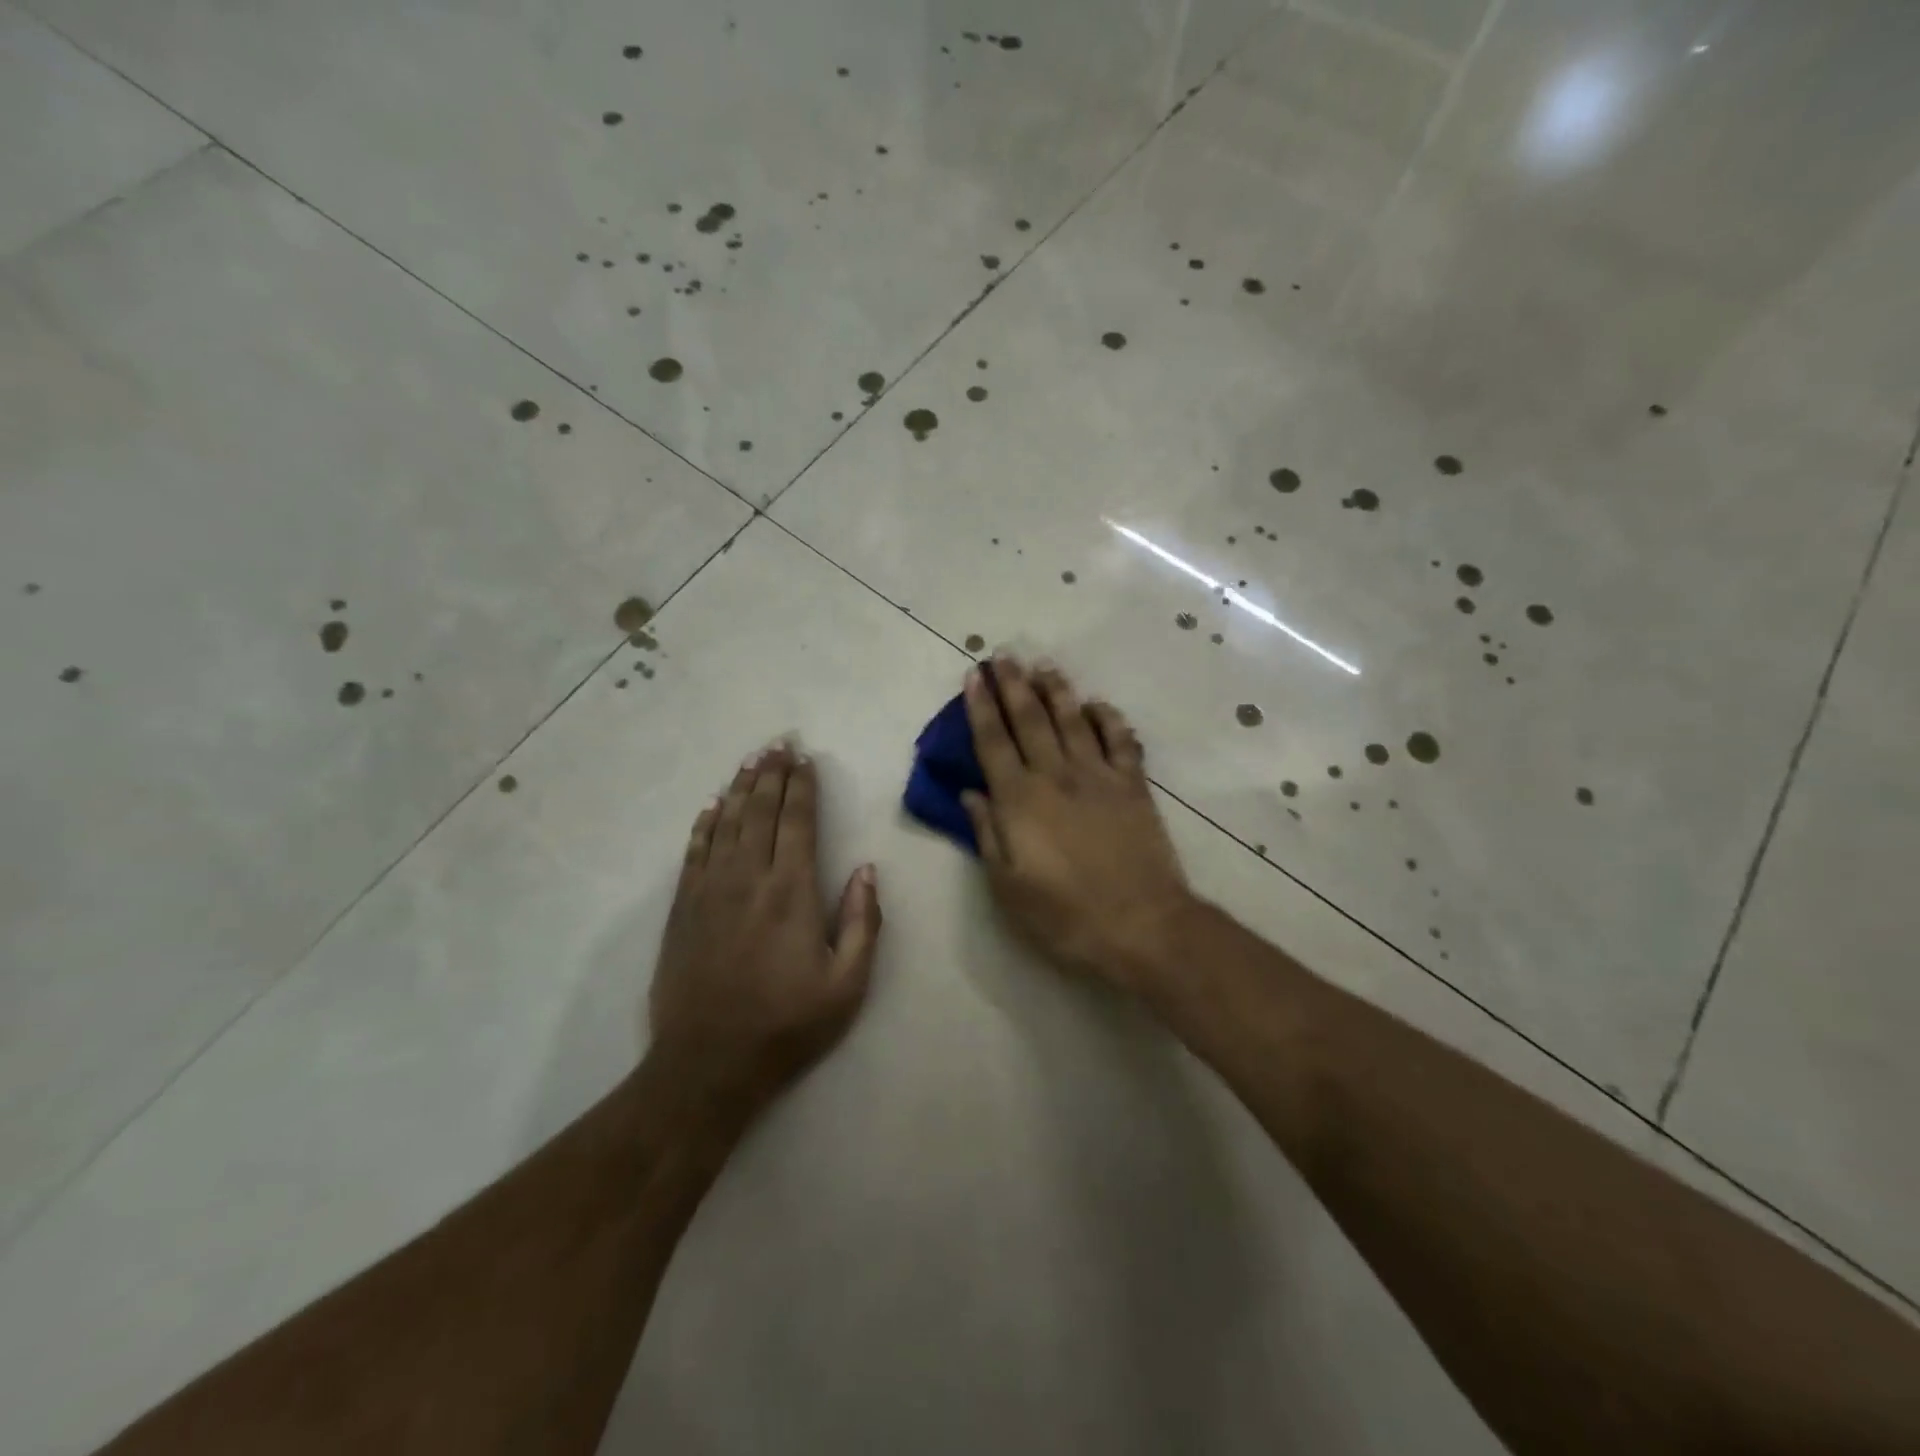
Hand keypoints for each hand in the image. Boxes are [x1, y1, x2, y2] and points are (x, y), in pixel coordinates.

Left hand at [650, 742, 882, 1120]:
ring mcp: (709, 891)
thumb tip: (866, 869)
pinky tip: (712, 806)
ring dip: (739, 788)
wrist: (708, 1064)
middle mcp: (748, 879)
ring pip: (725, 824)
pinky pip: (694, 853)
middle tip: (778, 743)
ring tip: (751, 760)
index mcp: (791, 892)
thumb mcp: (847, 985)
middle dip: (771, 774)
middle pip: (759, 811)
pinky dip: (704, 824)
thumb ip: (862, 922)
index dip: (802, 786)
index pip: (797, 822)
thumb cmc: (787, 1025)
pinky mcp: (683, 910)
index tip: (806, 759)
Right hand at [960, 657, 1192, 992]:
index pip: (993, 741)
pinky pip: (1120, 740)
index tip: (975, 675)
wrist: (1140, 924)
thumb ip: (987, 834)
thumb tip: (970, 793)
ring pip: (1073, 720)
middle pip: (1030, 719)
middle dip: (1014, 685)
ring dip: (1057, 690)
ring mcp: (1098, 776)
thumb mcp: (1007, 886)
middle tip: (1004, 655)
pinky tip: (1098, 705)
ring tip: (1044, 666)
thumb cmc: (1064, 914)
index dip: (980, 706)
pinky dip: (1108, 718)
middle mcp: (1056, 776)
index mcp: (1019, 800)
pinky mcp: (1133, 785)